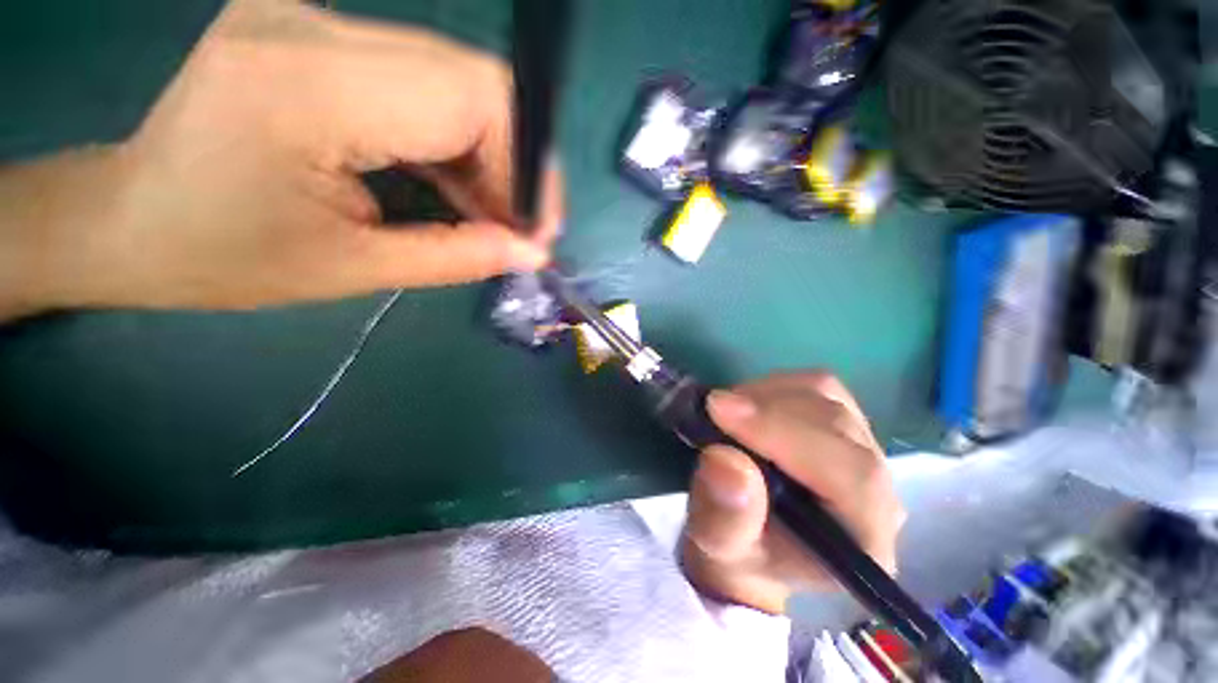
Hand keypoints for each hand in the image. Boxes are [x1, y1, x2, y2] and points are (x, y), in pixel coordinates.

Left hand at [12, 0, 559, 314]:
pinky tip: (458, 187)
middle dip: (516, 163)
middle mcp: (315, 29)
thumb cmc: (222, 257)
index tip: (539, 227)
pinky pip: (425, 84)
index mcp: (309, 88)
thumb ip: (458, 256)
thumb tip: (533, 252)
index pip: (473, 97)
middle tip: (521, 227)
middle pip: (472, 81)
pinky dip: (456, 142)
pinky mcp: (320, 35)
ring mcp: (315, 21)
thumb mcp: (355, 269)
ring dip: (489, 156)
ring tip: (492, 215)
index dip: (528, 164)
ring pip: (456, 82)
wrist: (129, 218)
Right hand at [681, 372, 904, 613]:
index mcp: (864, 540)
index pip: (849, 474)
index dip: (783, 434)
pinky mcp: (843, 422)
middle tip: (713, 409)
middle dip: (768, 411)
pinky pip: (815, 385)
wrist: (752, 542)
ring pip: (826, 397)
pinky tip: (749, 406)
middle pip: (836, 425)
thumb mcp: (717, 547)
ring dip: (767, 396)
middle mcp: (879, 491)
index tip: (720, 410)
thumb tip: (725, 460)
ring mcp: (864, 450)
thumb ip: (724, 517)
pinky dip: (775, 386)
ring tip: (729, 414)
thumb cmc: (738, 553)